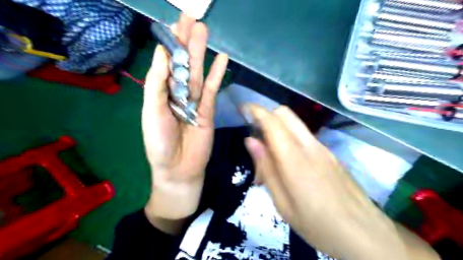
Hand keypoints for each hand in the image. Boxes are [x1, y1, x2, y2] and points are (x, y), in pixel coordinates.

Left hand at [142, 15, 227, 224]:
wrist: (178, 168)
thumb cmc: (159, 143)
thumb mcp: (152, 112)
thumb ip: (158, 84)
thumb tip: (163, 54)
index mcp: (161, 93)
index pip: (166, 63)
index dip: (170, 44)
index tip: (174, 24)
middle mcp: (178, 94)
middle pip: (183, 64)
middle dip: (186, 42)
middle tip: (191, 18)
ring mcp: (195, 102)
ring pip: (197, 73)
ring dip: (201, 52)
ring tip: (204, 30)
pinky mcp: (209, 110)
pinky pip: (212, 89)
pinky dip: (217, 75)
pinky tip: (222, 59)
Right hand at [244, 104, 428, 259]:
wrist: (365, 234)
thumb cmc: (317, 225)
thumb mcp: (282, 202)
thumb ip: (266, 167)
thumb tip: (251, 140)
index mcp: (294, 158)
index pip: (272, 121)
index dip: (255, 110)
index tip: (242, 108)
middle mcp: (310, 145)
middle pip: (285, 113)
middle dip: (266, 115)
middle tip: (255, 133)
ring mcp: (323, 148)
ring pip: (295, 123)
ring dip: (277, 128)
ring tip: (269, 154)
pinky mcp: (330, 153)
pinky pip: (304, 136)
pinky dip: (289, 138)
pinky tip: (288, 163)